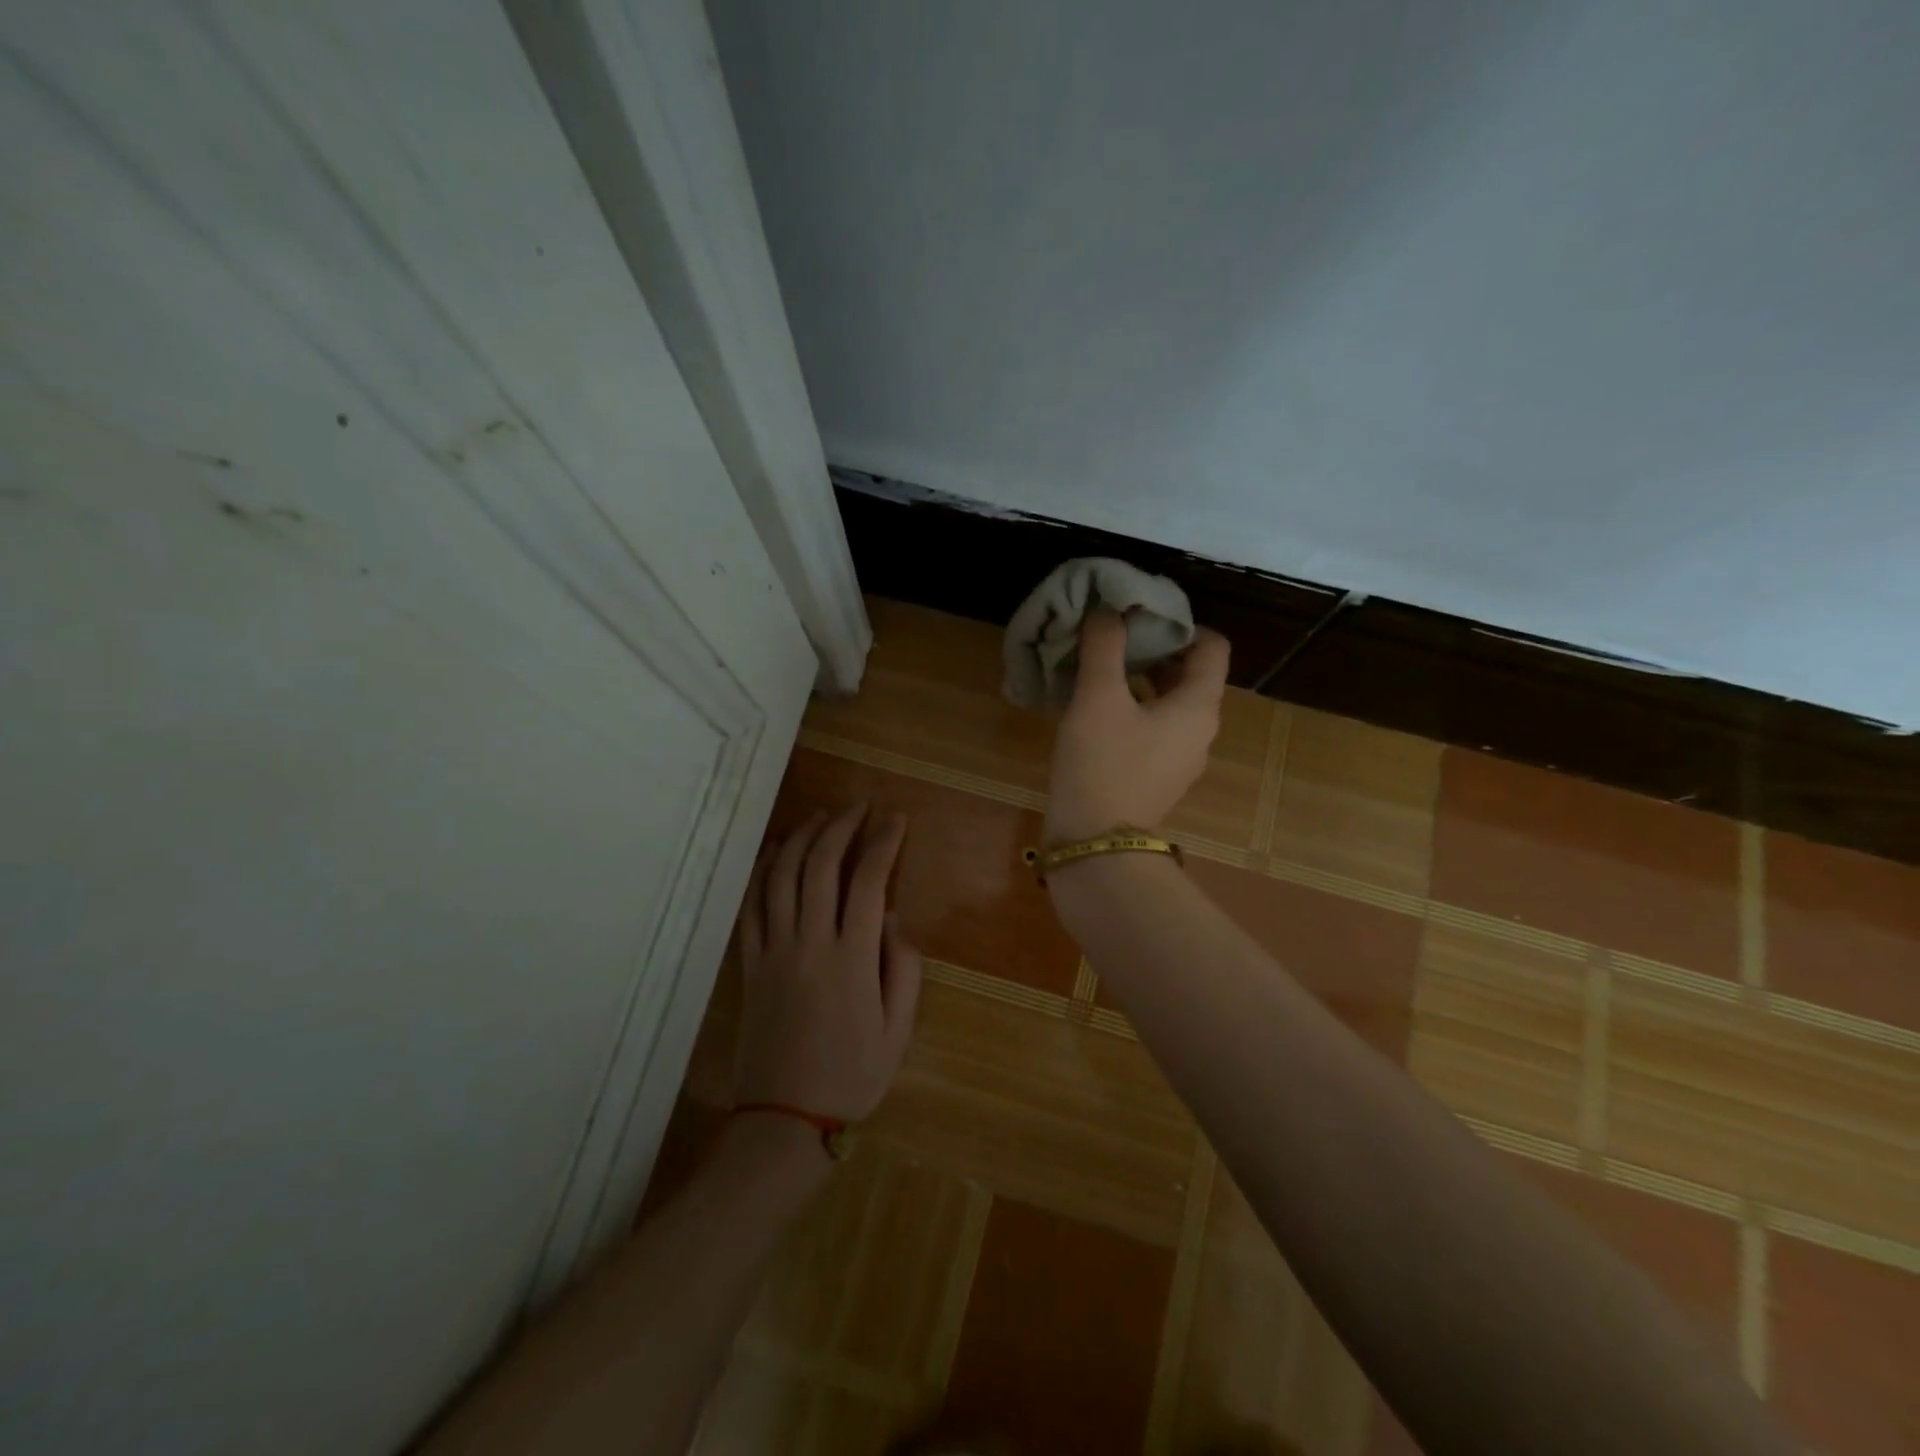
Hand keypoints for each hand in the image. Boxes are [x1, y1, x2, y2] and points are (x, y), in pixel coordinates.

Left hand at [734, 804, 922, 1121]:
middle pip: (821, 866)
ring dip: (801, 838)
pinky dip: (761, 872)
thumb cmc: (852, 1076)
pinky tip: (774, 851)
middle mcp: (810, 943)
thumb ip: (904, 969)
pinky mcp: (750, 964)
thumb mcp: (898, 1030)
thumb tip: (895, 916)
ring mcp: (774, 951)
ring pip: (781, 877)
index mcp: (852, 959)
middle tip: (859, 806)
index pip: (868, 882)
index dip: (883, 843)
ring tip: (820, 817)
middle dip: (841, 827)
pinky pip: (751, 906)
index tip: (895, 819)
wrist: (784, 1120)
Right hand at [1045, 608, 1230, 843]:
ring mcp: (1181, 759)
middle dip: (1156, 649)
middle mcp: (1200, 731)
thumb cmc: (1102, 763)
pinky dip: (1134, 712)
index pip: (1213, 647)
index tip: (1143, 616)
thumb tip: (1109, 609)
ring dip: (1142, 681)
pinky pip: (1154, 731)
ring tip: (1101, 670)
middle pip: (1191, 675)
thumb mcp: (1097, 697)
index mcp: (1199, 706)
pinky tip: (1096, 712)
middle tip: (1115, 637)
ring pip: (1170, 704)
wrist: (1095, 844)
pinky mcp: (1157, 778)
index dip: (1183, 623)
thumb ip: (1105, 646)